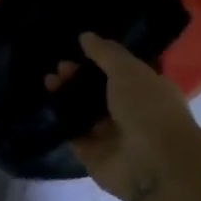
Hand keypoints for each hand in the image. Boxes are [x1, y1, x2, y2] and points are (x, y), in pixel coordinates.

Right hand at [61, 33, 200, 200]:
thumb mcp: (128, 70)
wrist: (153, 164)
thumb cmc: (148, 109)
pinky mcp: (93, 155)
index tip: (77, 50)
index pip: (121, 71)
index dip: (99, 59)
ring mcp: (112, 135)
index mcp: (148, 90)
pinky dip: (61, 122)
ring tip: (48, 82)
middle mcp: (131, 112)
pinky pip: (73, 134)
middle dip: (77, 77)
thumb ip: (105, 52)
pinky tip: (47, 106)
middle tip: (58, 68)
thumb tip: (85, 36)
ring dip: (66, 97)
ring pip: (84, 111)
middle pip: (98, 91)